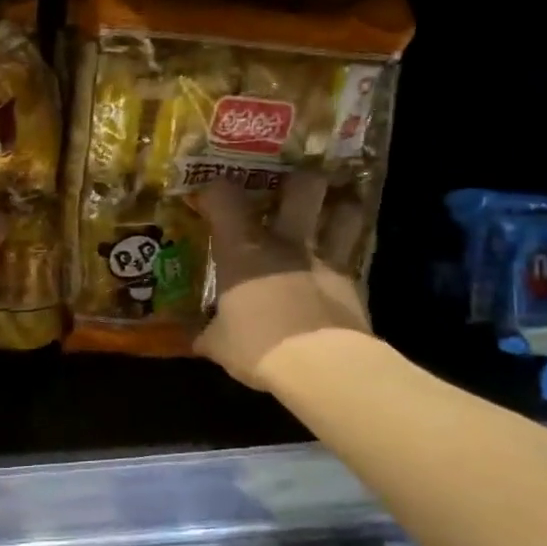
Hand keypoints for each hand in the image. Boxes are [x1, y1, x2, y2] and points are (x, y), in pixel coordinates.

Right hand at [193, 172, 370, 387]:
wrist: (319, 366)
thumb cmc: (256, 345)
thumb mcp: (218, 344)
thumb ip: (206, 334)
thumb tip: (193, 338)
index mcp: (242, 249)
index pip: (223, 197)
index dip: (214, 190)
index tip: (207, 195)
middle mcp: (285, 241)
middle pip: (301, 187)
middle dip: (297, 179)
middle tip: (288, 185)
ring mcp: (324, 258)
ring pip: (343, 213)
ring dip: (339, 207)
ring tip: (331, 209)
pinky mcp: (352, 281)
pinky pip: (354, 253)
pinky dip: (349, 248)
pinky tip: (340, 257)